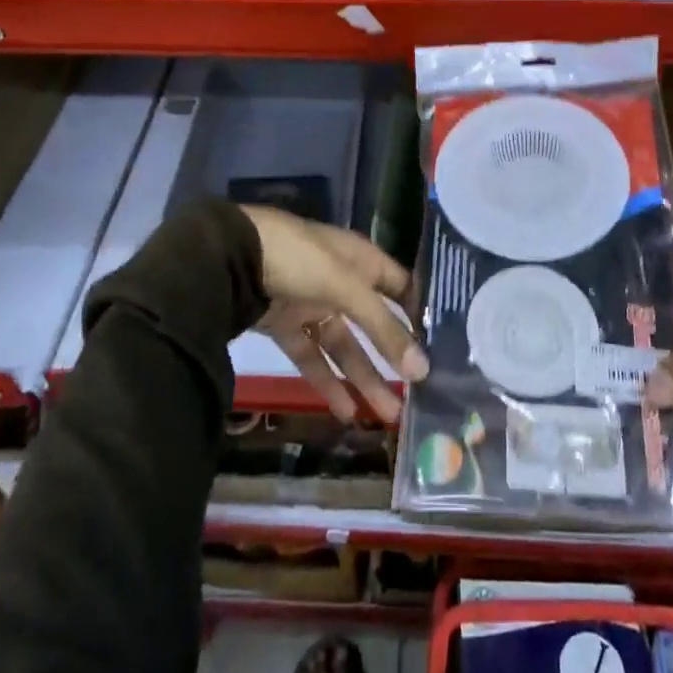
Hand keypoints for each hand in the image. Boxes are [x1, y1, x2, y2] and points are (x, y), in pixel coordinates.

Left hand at [243, 207, 429, 423]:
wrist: (232, 256)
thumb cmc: (300, 259)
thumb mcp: (347, 288)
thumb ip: (383, 329)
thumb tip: (423, 370)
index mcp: (360, 259)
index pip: (400, 287)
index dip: (419, 314)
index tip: (440, 348)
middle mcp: (340, 281)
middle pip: (373, 324)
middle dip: (393, 358)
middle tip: (418, 394)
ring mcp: (311, 303)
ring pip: (344, 345)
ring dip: (364, 378)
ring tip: (390, 416)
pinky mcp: (285, 325)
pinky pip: (312, 357)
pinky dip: (326, 382)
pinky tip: (345, 413)